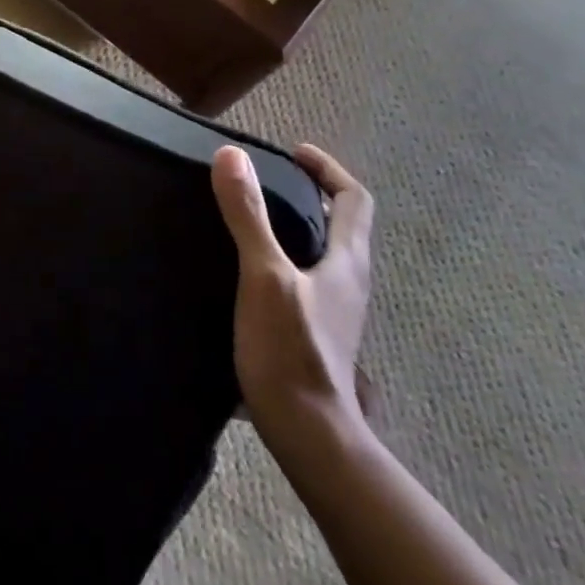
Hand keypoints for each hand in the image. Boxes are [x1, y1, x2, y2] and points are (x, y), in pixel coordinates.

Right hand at [212, 143, 374, 441]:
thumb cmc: (289, 349)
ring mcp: (335, 310)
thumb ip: (248, 215)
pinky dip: (287, 255)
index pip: (354, 200)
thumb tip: (231, 156)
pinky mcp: (316, 331)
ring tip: (254, 216)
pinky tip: (250, 267)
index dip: (328, 170)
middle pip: (342, 225)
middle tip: (268, 180)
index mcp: (347, 262)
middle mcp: (349, 282)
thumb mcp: (263, 274)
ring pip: (325, 253)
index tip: (294, 153)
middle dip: (312, 195)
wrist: (306, 431)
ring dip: (299, 226)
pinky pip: (308, 277)